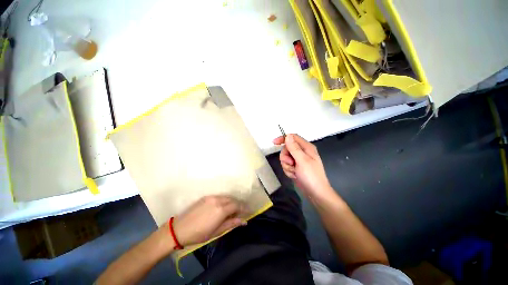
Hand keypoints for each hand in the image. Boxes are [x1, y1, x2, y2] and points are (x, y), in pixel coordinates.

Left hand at [172, 195, 246, 246]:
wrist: (179, 229)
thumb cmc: (198, 234)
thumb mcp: (216, 232)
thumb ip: (231, 224)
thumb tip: (244, 221)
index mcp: (221, 210)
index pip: (237, 205)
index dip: (244, 208)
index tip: (249, 211)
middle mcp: (218, 200)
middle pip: (233, 200)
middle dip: (239, 205)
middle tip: (242, 211)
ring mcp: (212, 197)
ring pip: (227, 197)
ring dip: (232, 202)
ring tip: (234, 210)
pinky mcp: (206, 196)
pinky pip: (220, 196)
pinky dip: (225, 200)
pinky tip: (224, 206)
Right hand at [273, 134, 331, 198]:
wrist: (316, 194)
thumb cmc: (311, 176)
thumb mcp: (302, 161)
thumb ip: (294, 148)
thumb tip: (288, 136)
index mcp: (306, 147)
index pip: (292, 137)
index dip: (283, 139)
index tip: (274, 143)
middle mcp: (302, 152)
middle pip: (287, 148)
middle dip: (286, 157)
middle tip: (291, 163)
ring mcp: (299, 160)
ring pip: (285, 158)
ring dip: (287, 165)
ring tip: (294, 171)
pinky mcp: (296, 167)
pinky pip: (286, 165)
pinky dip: (288, 170)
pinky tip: (294, 175)